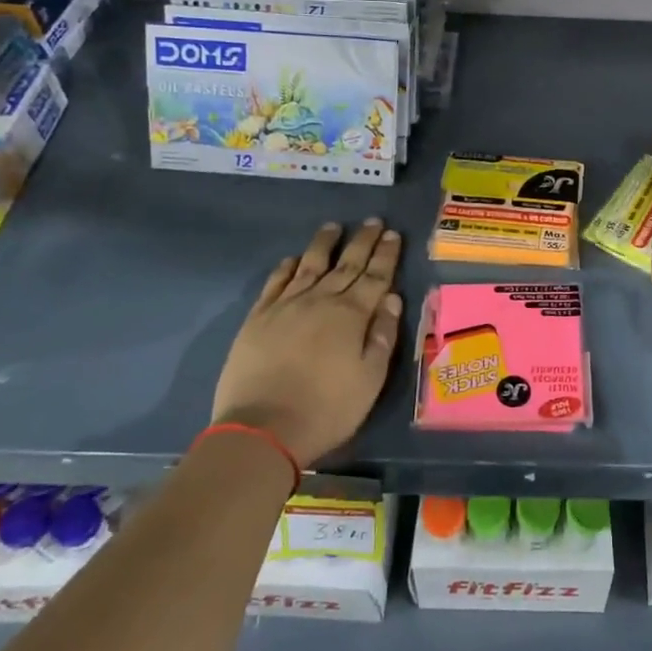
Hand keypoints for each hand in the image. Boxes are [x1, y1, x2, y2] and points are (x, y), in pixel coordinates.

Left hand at [211, 220, 403, 466]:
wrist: (262, 429)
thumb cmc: (327, 408)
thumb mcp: (370, 379)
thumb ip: (383, 335)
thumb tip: (392, 298)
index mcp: (352, 315)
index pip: (376, 276)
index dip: (386, 255)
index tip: (393, 234)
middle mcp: (321, 300)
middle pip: (347, 264)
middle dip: (363, 241)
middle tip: (374, 221)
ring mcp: (286, 306)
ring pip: (310, 265)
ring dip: (324, 244)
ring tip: (334, 227)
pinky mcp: (258, 318)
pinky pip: (276, 283)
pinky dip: (287, 267)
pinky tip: (293, 258)